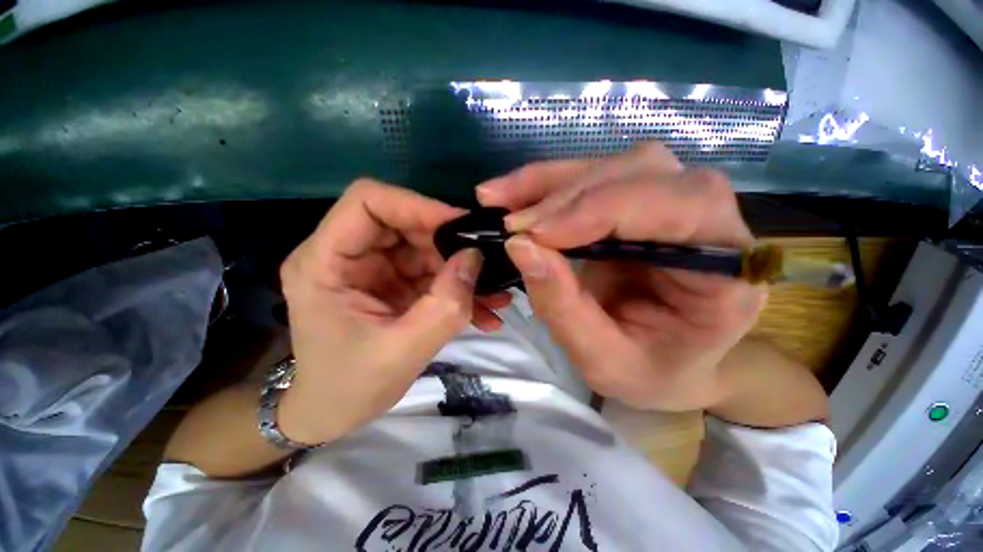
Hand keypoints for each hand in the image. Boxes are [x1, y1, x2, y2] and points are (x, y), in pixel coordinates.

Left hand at [277, 179, 510, 444]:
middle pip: (404, 223)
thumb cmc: (350, 387)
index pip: (368, 201)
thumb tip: (476, 257)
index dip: (417, 205)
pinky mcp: (393, 282)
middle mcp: (346, 254)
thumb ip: (445, 304)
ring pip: (425, 247)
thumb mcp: (403, 351)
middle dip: (449, 244)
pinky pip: (431, 272)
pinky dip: (458, 287)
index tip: (460, 226)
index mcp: (324, 262)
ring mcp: (373, 268)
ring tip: (495, 295)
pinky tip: (485, 310)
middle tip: (486, 266)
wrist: (333, 412)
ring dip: (461, 270)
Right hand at [476, 143, 766, 411]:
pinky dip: (549, 184)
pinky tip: (515, 195)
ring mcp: (674, 204)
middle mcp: (712, 221)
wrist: (671, 365)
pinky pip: (594, 176)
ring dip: (551, 182)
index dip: (600, 211)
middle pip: (643, 172)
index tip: (535, 234)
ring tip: (501, 200)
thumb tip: (520, 246)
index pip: (679, 207)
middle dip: (567, 197)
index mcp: (727, 272)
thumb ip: (563, 306)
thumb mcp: (602, 360)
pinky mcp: (639, 203)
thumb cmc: (650, 373)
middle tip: (514, 226)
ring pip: (613, 165)